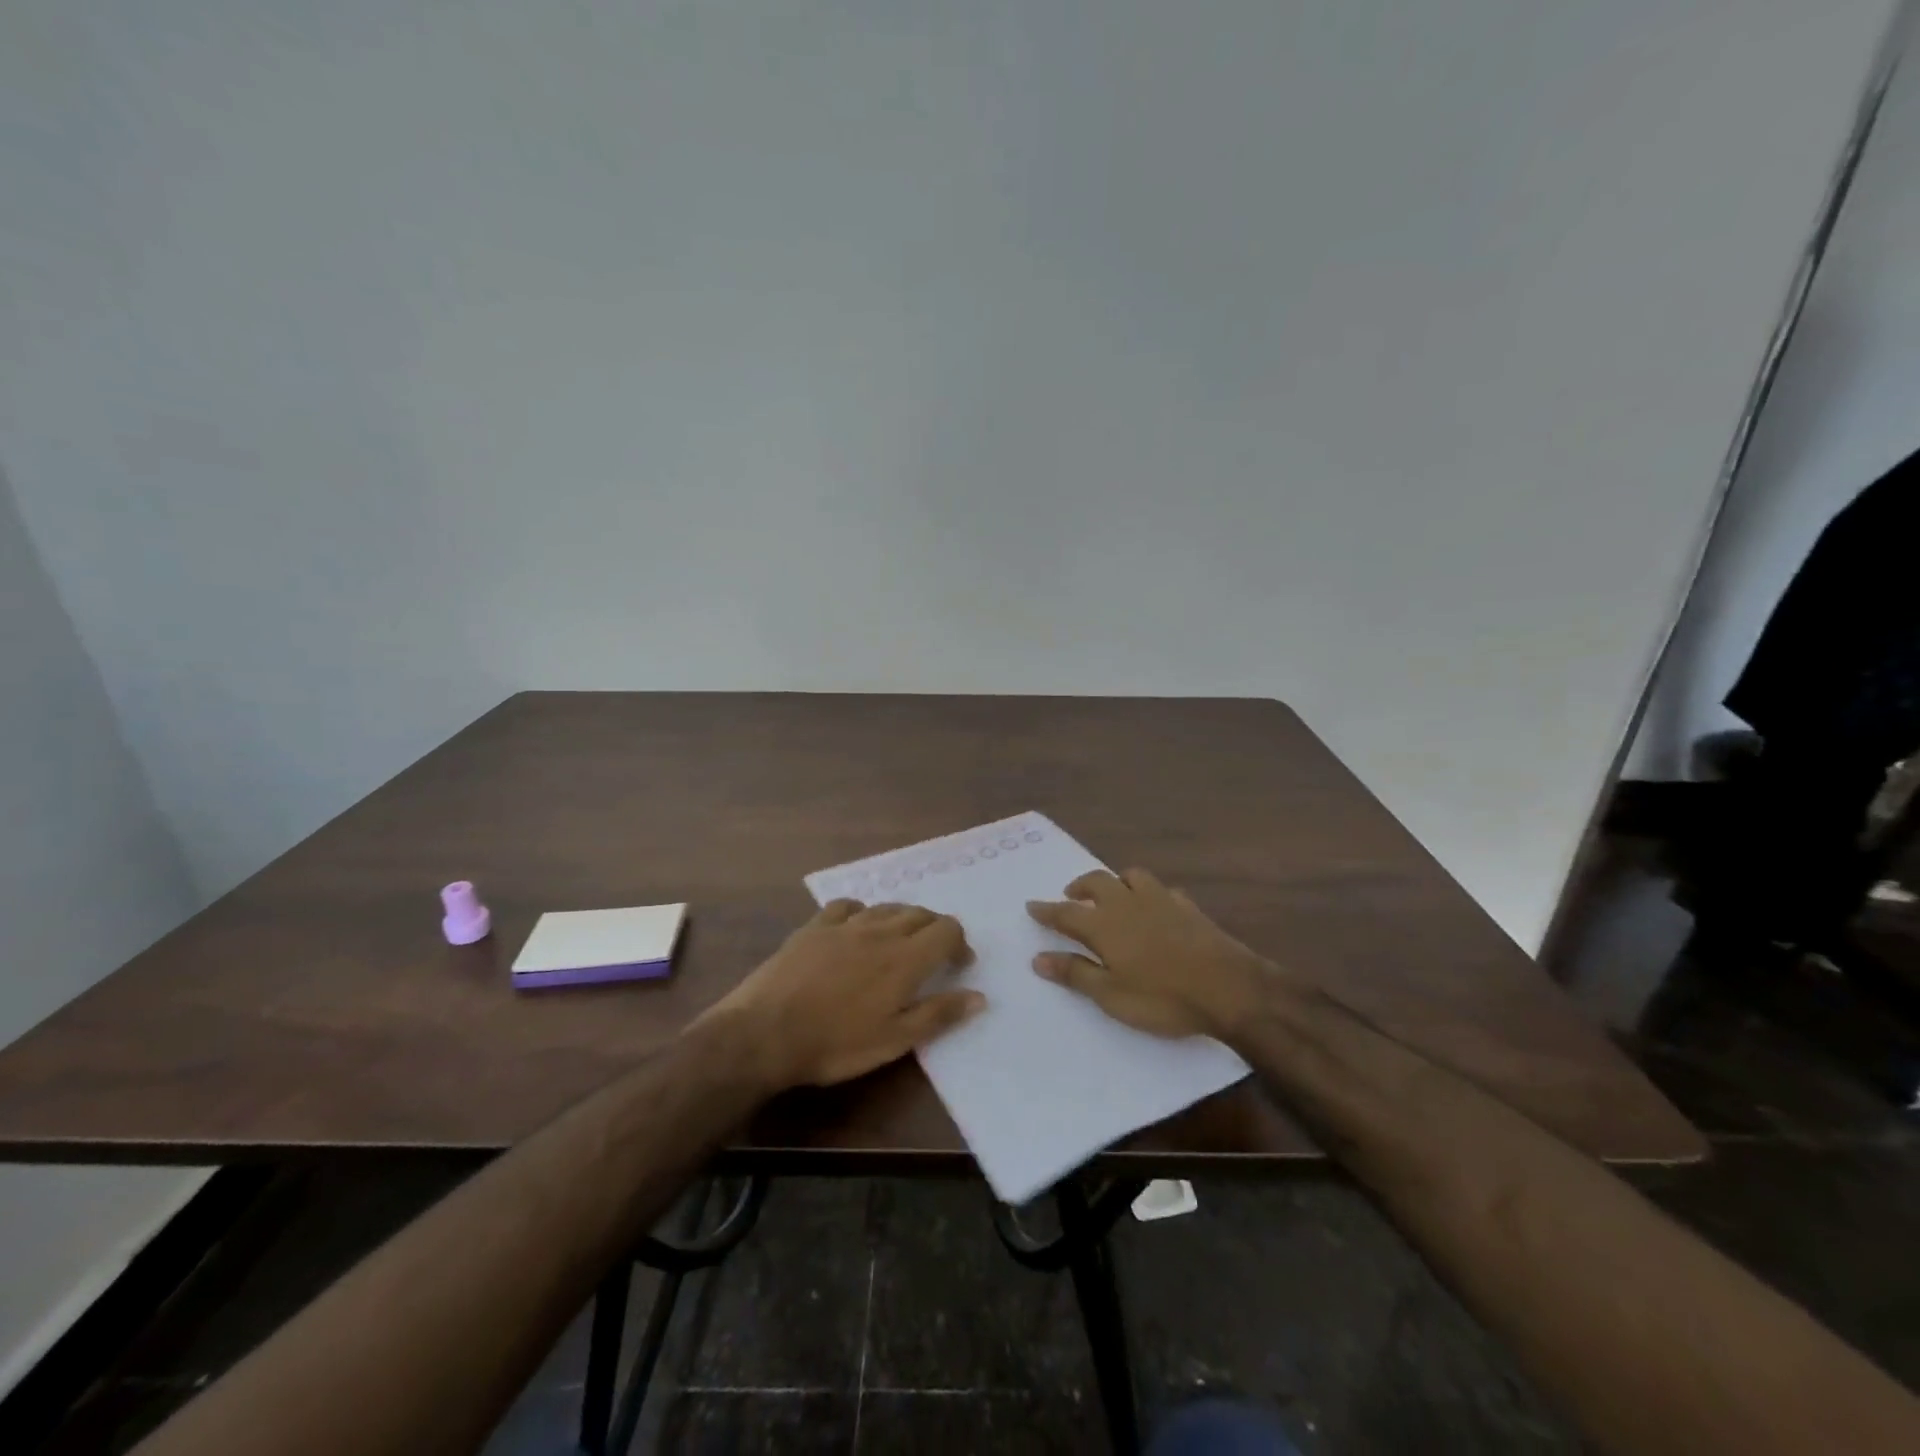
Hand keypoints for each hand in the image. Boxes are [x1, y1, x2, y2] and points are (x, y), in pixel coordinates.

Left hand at [700, 900, 983, 1090]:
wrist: (765, 1032)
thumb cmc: (836, 1044)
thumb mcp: (894, 1040)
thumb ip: (939, 1014)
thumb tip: (979, 996)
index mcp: (906, 958)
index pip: (947, 930)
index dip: (959, 943)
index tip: (959, 966)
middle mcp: (881, 931)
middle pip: (920, 913)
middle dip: (934, 930)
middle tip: (932, 957)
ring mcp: (845, 925)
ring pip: (886, 907)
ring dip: (902, 920)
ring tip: (898, 944)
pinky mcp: (814, 926)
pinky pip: (847, 906)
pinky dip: (862, 913)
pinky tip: (856, 929)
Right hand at [1026, 868, 1272, 1038]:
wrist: (1230, 988)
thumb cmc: (1163, 998)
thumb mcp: (1111, 995)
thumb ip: (1075, 974)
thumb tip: (1038, 958)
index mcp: (1104, 924)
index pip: (1066, 913)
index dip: (1047, 910)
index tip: (1031, 905)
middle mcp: (1128, 903)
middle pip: (1096, 882)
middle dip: (1079, 886)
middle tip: (1071, 895)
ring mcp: (1161, 901)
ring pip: (1132, 876)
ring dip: (1115, 881)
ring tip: (1111, 895)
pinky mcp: (1189, 907)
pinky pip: (1163, 890)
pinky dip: (1150, 894)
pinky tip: (1155, 908)